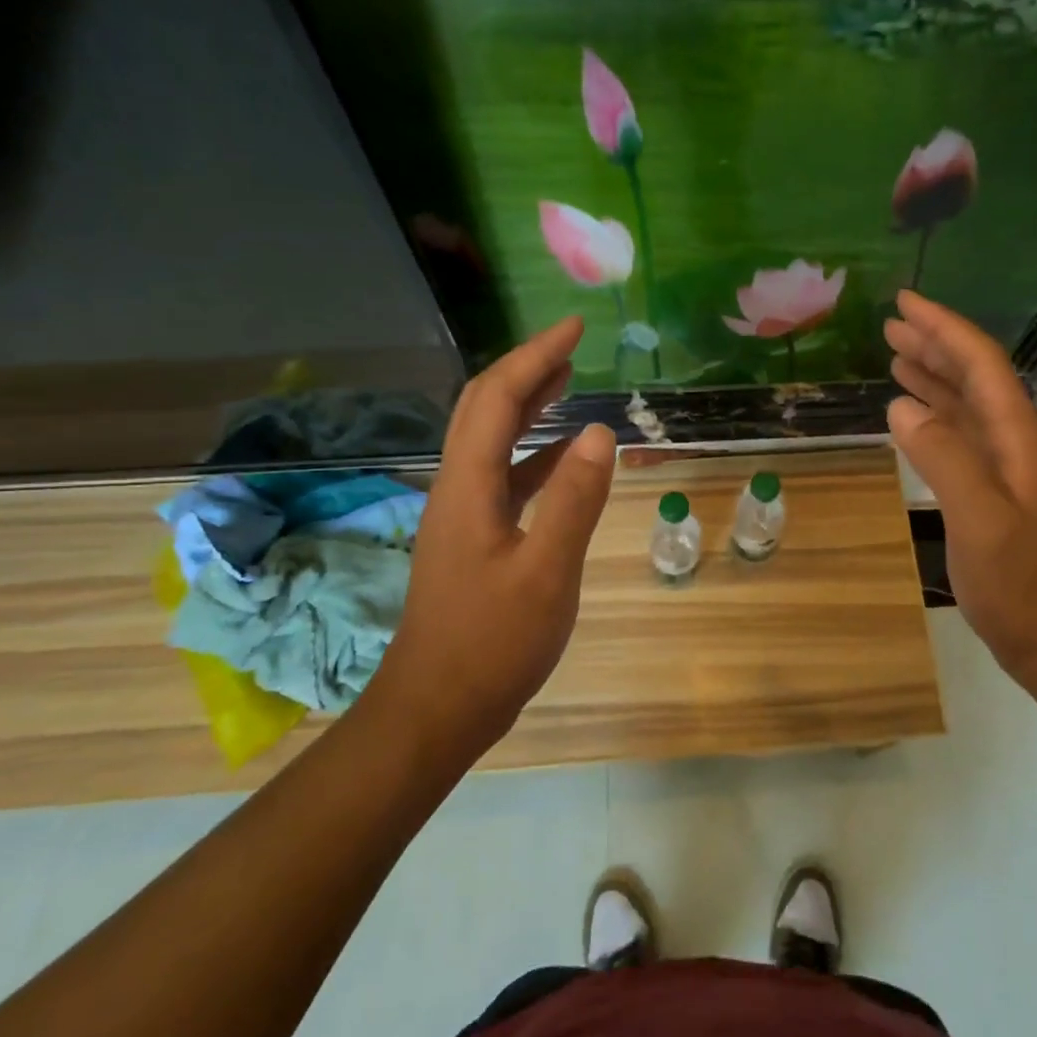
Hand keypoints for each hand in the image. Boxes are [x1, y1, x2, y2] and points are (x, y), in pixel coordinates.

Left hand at [371, 317, 615, 765]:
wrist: (437, 709)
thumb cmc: (493, 643)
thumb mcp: (547, 572)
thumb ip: (575, 500)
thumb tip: (599, 432)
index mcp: (469, 485)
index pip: (498, 398)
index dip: (535, 356)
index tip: (574, 327)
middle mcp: (456, 488)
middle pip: (483, 408)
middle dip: (525, 369)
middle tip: (570, 346)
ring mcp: (461, 514)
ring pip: (490, 440)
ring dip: (526, 406)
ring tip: (567, 384)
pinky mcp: (472, 539)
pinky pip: (502, 476)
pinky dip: (532, 454)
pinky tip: (562, 458)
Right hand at [884, 291, 1036, 681]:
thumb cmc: (1022, 583)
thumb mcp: (982, 521)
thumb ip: (944, 459)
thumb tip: (901, 407)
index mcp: (1017, 438)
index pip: (981, 365)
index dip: (945, 329)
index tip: (905, 303)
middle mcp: (1012, 444)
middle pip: (974, 379)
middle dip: (935, 346)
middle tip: (891, 326)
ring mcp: (1002, 471)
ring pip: (964, 408)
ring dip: (932, 378)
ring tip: (895, 358)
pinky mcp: (988, 496)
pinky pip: (957, 439)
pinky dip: (932, 418)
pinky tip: (911, 418)